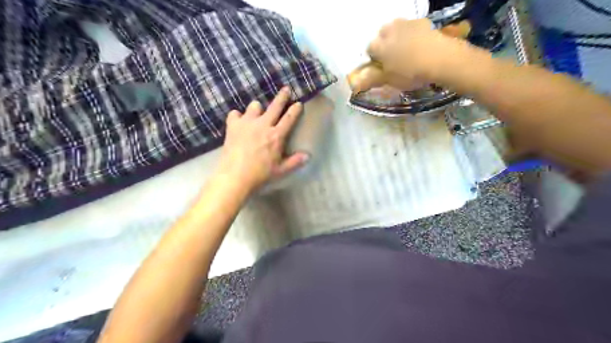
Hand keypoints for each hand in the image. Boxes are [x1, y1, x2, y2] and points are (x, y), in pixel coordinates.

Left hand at [216, 86, 307, 190]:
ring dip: (258, 108)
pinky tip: (238, 122)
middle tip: (286, 89)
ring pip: (254, 106)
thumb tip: (308, 156)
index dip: (295, 109)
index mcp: (276, 135)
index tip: (298, 102)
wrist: (235, 176)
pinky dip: (237, 117)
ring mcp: (247, 123)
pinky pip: (235, 114)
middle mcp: (263, 125)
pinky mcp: (233, 126)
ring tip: (257, 113)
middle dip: (282, 96)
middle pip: (275, 106)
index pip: (289, 118)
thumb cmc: (260, 174)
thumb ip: (295, 162)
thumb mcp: (281, 170)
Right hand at [349, 17, 457, 93]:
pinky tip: (420, 46)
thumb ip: (371, 79)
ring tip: (407, 52)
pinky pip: (412, 28)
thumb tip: (355, 85)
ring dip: (398, 38)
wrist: (440, 59)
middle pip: (382, 36)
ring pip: (396, 30)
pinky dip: (412, 35)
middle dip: (385, 45)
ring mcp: (405, 23)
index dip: (375, 59)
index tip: (382, 67)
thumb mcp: (389, 80)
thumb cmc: (410, 73)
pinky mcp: (421, 22)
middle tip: (394, 59)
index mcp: (378, 45)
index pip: (369, 49)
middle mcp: (389, 30)